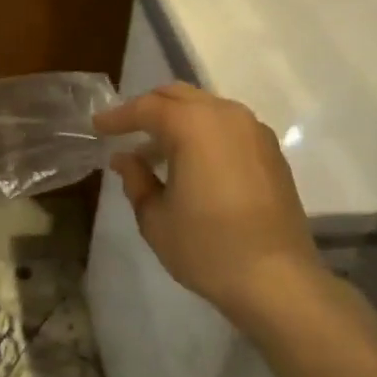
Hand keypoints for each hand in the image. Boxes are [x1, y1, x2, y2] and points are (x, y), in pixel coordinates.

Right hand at [94, 82, 324, 327]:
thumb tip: (125, 158)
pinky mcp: (271, 152)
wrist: (278, 281)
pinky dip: (204, 133)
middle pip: (178, 96)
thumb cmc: (207, 248)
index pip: (146, 108)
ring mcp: (254, 131)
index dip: (118, 116)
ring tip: (157, 151)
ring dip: (178, 120)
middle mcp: (225, 115)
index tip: (98, 127)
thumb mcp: (155, 218)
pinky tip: (193, 163)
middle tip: (126, 130)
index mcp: (193, 125)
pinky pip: (228, 126)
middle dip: (149, 108)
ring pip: (206, 108)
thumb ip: (136, 179)